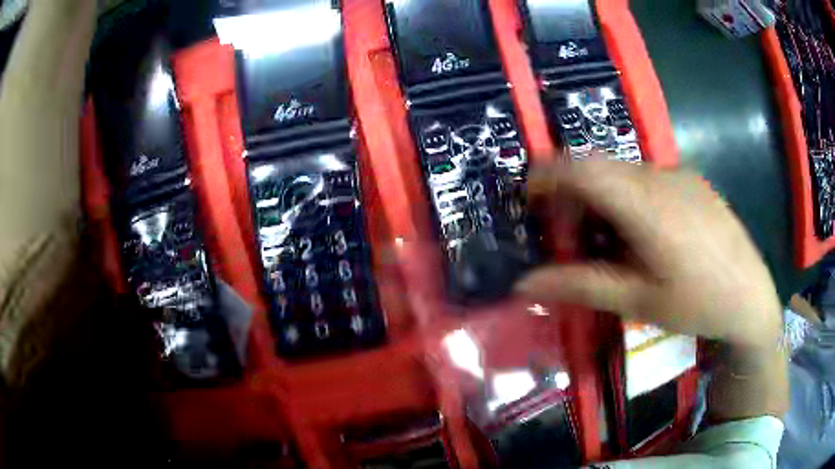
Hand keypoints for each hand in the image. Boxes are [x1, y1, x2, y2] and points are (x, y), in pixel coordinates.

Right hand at [515, 160, 781, 348]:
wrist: (751, 295)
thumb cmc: (697, 302)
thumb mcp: (637, 301)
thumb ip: (580, 286)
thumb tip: (524, 284)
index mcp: (646, 205)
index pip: (583, 168)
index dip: (547, 173)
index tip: (528, 195)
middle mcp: (660, 176)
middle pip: (600, 166)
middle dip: (572, 191)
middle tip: (569, 234)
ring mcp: (679, 174)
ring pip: (623, 171)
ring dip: (602, 195)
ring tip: (608, 239)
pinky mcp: (692, 180)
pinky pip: (647, 176)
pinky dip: (628, 195)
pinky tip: (644, 233)